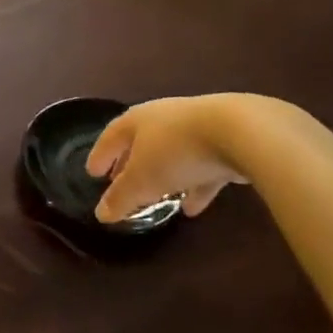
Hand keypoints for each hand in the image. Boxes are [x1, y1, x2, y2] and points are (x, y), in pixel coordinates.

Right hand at [85, 95, 250, 223]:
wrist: (241, 132)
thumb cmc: (177, 150)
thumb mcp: (143, 179)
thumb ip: (121, 197)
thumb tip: (101, 214)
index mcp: (138, 120)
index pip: (111, 136)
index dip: (100, 155)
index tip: (91, 173)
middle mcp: (164, 118)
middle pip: (141, 142)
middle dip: (130, 165)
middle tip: (120, 184)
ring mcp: (197, 128)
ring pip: (172, 155)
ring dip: (164, 177)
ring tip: (157, 199)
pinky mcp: (226, 141)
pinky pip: (202, 166)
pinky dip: (194, 185)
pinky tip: (193, 208)